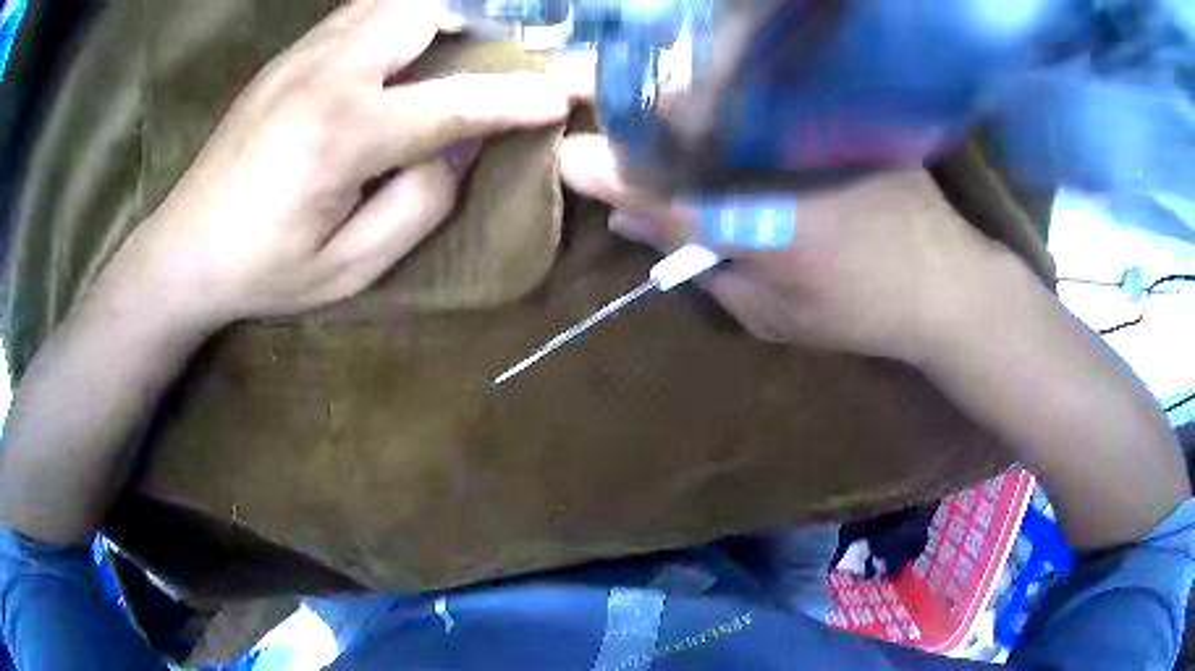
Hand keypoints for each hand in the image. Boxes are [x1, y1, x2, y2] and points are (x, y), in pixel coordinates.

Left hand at [108, 0, 570, 331]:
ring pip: (393, 1)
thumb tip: (460, 146)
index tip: (562, 96)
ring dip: (445, 11)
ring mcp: (303, 55)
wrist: (184, 249)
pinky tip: (417, 38)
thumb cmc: (264, 269)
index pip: (452, 102)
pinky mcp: (290, 55)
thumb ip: (419, 203)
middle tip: (516, 46)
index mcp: (341, 134)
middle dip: (483, 21)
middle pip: (424, 11)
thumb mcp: (348, 267)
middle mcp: (326, 73)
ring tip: (474, 36)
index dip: (515, 98)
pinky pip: (363, 10)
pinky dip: (406, 12)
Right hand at [558, 134, 1016, 363]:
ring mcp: (809, 134)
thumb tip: (638, 225)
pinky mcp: (836, 117)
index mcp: (760, 226)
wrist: (945, 281)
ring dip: (679, 105)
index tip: (569, 157)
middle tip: (595, 105)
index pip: (664, 192)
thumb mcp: (772, 315)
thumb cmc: (858, 313)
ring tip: (645, 102)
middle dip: (637, 120)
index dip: (611, 174)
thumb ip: (702, 266)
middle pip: (689, 131)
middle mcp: (778, 166)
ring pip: (725, 107)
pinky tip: (715, 99)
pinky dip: (731, 99)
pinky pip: (766, 100)